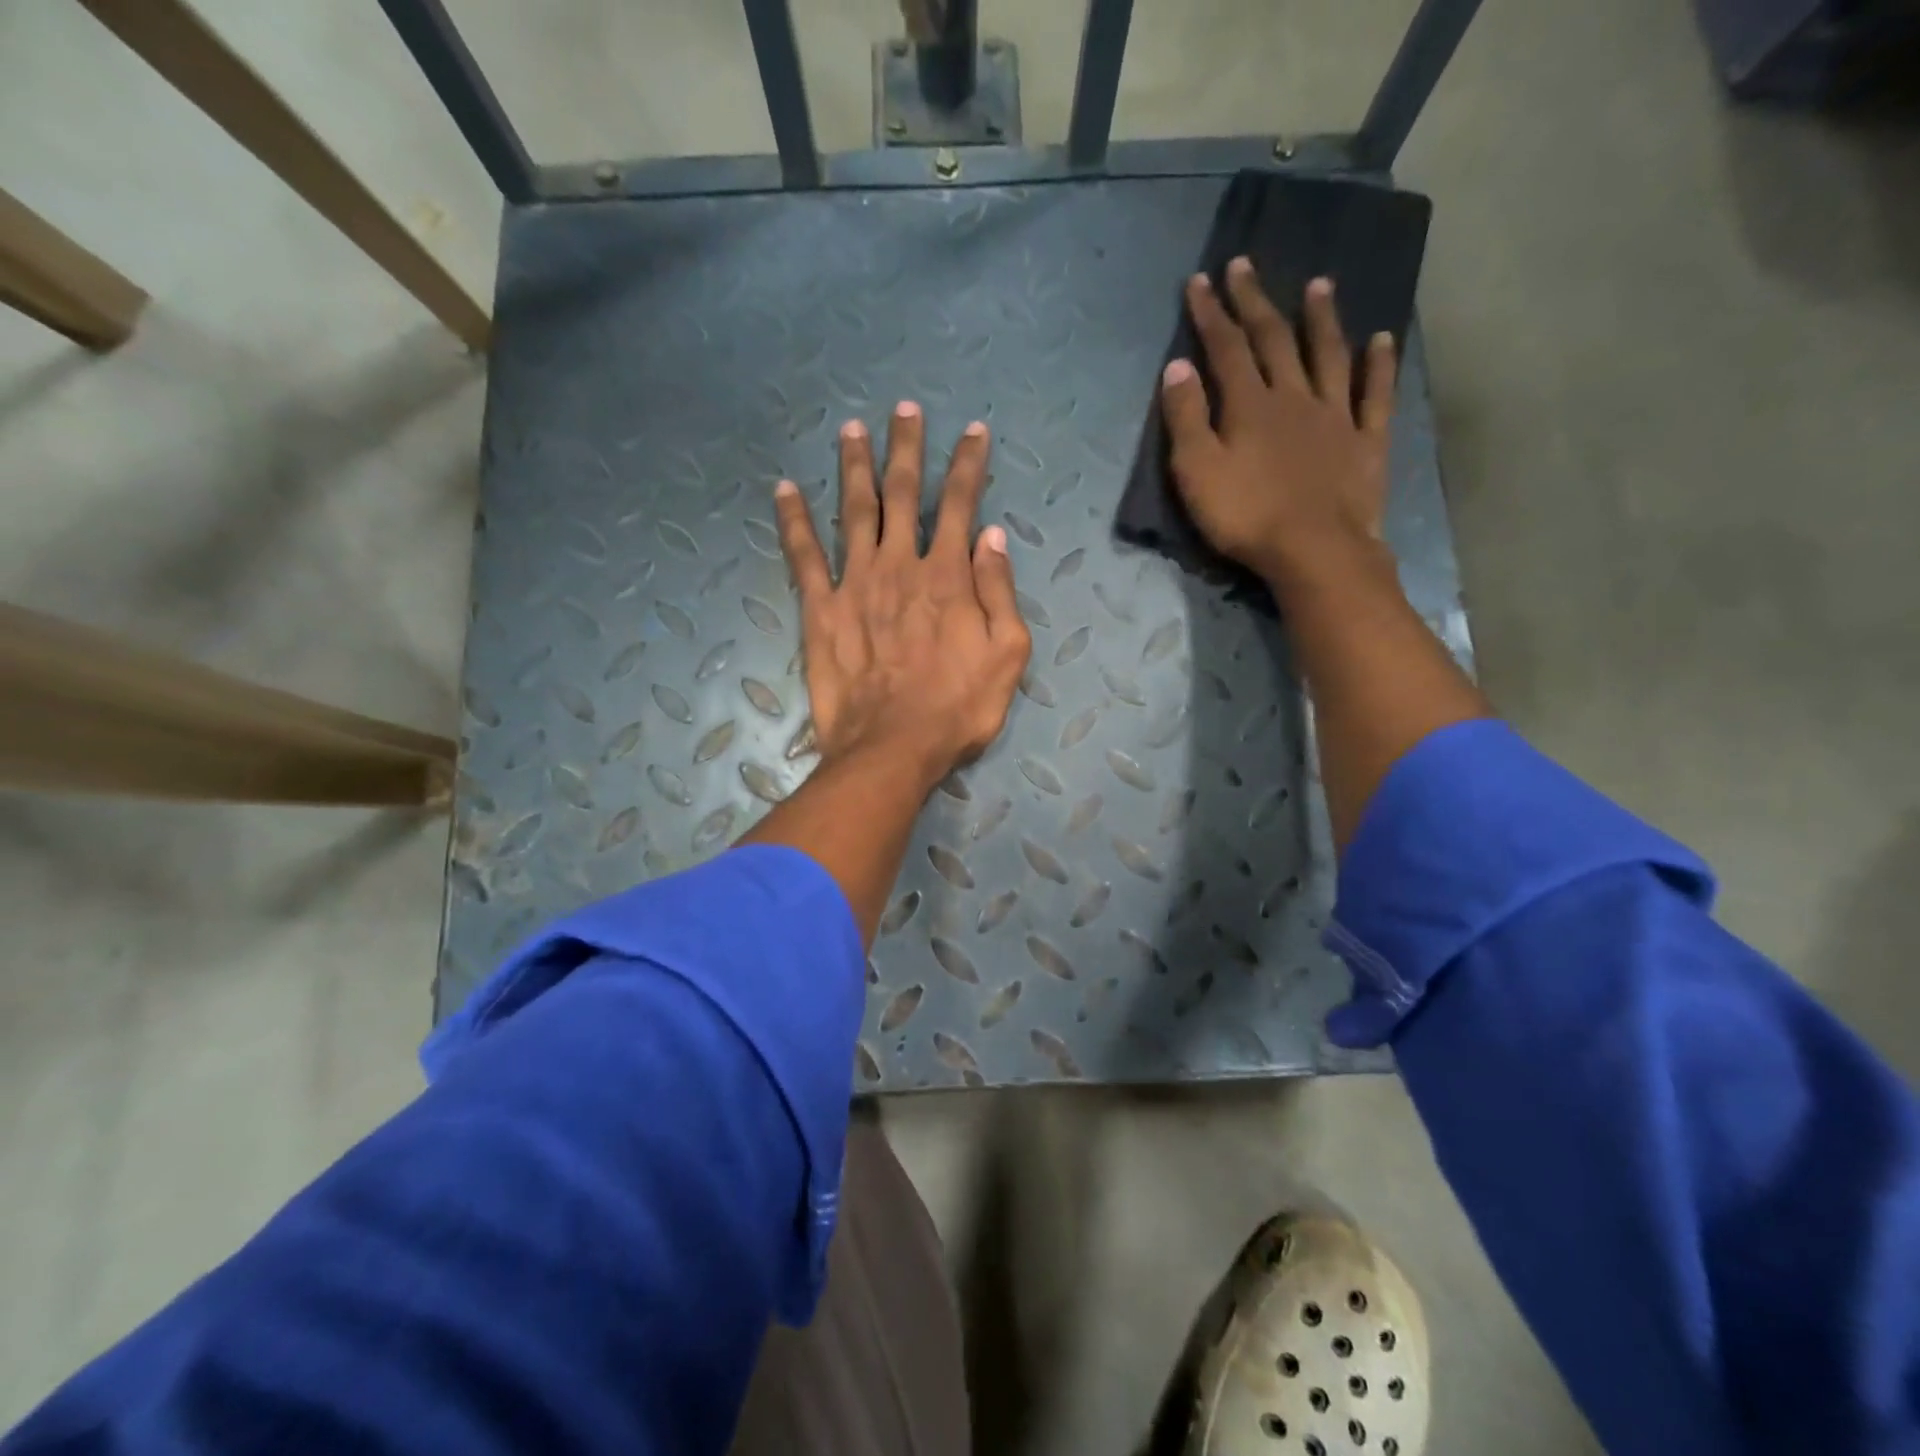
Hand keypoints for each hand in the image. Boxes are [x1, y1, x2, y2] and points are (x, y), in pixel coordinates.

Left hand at [774, 402, 1031, 790]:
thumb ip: (999, 591)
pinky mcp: (820, 610)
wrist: (892, 748)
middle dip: (906, 447)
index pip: (960, 504)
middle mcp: (899, 565)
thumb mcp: (1007, 655)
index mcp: (947, 575)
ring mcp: (855, 584)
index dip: (969, 464)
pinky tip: (784, 489)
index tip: (973, 431)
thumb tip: (992, 536)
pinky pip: (803, 557)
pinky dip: (793, 521)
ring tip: (851, 429)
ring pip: (853, 511)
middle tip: (903, 409)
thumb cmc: (957, 708)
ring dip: (853, 467)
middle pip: (902, 493)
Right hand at [1160, 257, 1397, 585]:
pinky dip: (1379, 365)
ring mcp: (1335, 416)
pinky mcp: (1366, 442)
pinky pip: (1374, 395)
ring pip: (1328, 355)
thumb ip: (1185, 419)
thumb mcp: (1197, 472)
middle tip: (1245, 264)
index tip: (1200, 281)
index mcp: (1249, 405)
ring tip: (1318, 284)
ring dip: (1321, 318)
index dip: (1211, 314)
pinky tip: (1382, 340)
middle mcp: (1294, 397)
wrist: (1315, 550)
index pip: (1226, 348)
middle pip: (1273, 339)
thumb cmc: (1246, 516)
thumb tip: (1178, 366)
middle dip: (1255, 301)